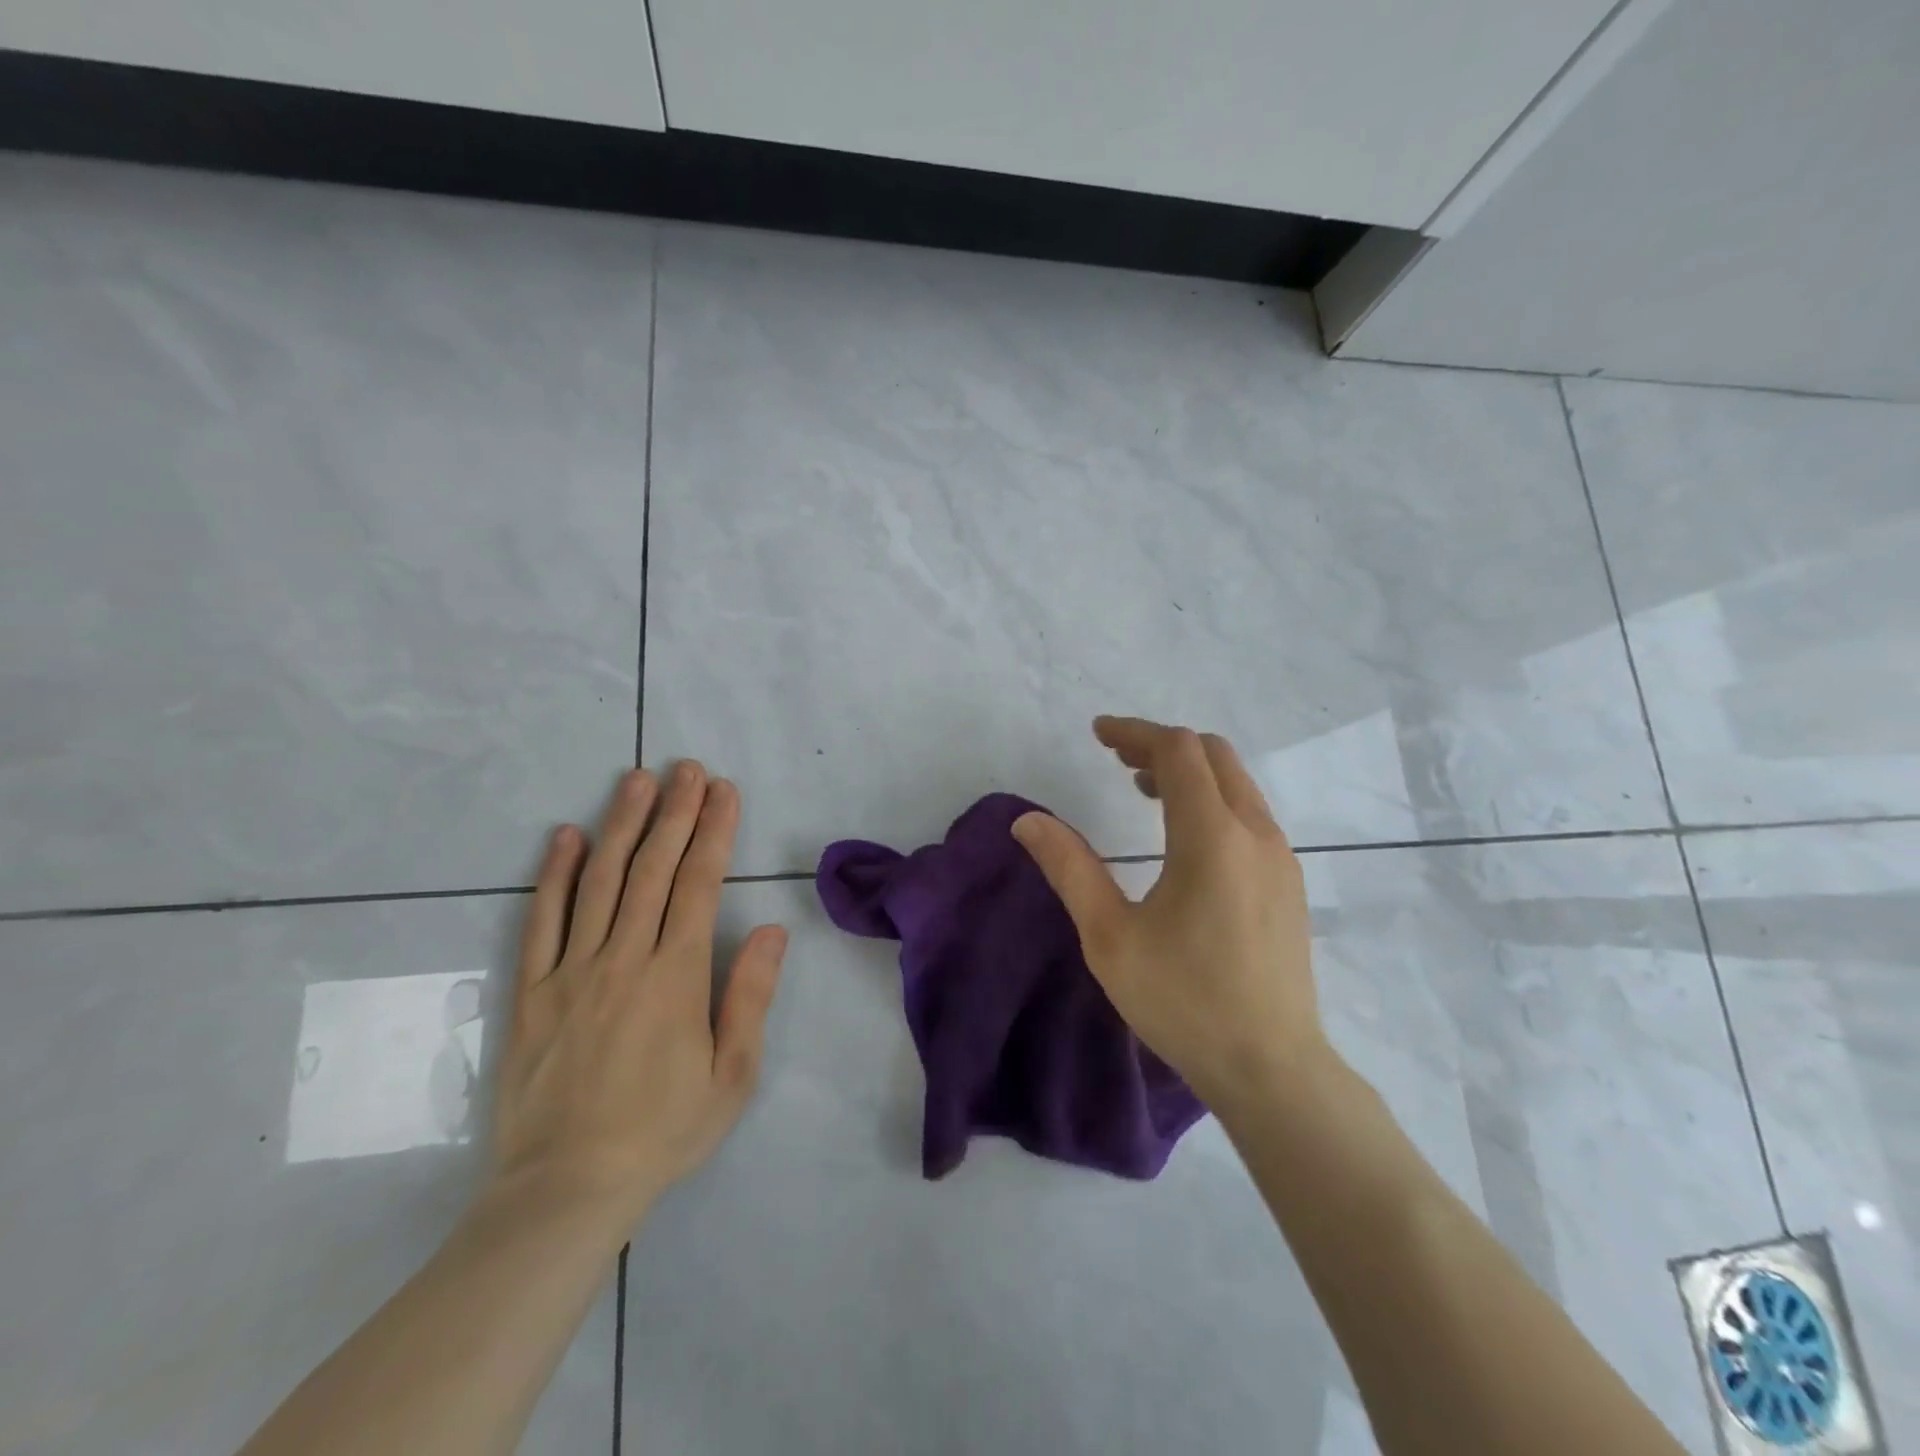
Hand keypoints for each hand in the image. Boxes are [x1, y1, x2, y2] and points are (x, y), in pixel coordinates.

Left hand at [490, 763, 787, 1226]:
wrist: (564, 1190)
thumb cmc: (662, 1131)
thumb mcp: (731, 1074)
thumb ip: (749, 995)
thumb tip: (769, 928)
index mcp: (675, 977)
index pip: (698, 884)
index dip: (714, 832)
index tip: (724, 792)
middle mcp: (623, 959)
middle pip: (651, 869)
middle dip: (675, 813)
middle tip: (688, 769)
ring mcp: (570, 971)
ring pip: (598, 881)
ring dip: (621, 825)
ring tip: (637, 780)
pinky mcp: (530, 991)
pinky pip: (541, 921)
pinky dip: (553, 874)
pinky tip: (565, 836)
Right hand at [1012, 717, 1324, 1112]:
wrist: (1272, 1068)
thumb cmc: (1183, 1001)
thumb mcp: (1109, 936)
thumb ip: (1069, 868)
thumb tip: (1027, 821)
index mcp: (1212, 837)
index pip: (1177, 751)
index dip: (1134, 733)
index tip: (1098, 734)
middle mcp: (1255, 833)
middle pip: (1213, 755)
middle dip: (1161, 745)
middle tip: (1115, 759)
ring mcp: (1280, 858)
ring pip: (1236, 784)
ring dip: (1189, 772)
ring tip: (1141, 789)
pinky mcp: (1288, 883)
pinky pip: (1249, 814)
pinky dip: (1212, 800)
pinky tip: (1183, 837)